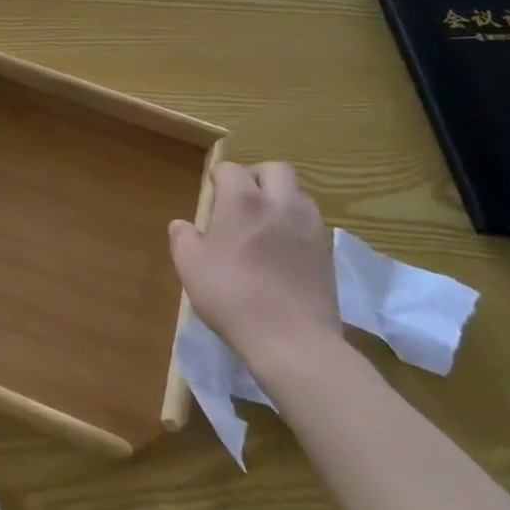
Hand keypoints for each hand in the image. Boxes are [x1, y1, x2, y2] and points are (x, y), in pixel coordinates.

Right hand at [169, 161, 340, 377]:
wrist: (293, 341)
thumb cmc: (233, 296)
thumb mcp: (190, 267)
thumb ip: (182, 238)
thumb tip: (182, 225)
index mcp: (242, 200)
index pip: (230, 169)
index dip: (218, 179)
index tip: (211, 199)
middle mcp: (279, 203)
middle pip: (275, 169)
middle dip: (257, 177)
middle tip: (242, 201)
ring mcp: (309, 228)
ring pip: (299, 194)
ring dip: (282, 199)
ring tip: (266, 224)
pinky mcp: (327, 254)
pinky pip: (312, 224)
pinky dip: (297, 227)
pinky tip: (284, 251)